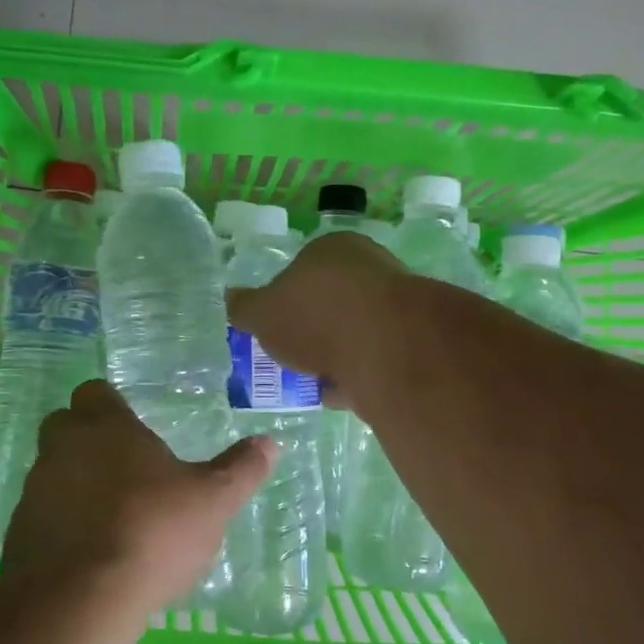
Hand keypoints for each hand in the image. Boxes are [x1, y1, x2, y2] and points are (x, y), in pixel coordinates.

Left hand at [2, 381, 275, 612]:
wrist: (79, 600)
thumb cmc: (152, 532)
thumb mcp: (213, 501)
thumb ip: (241, 470)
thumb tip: (271, 443)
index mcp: (106, 427)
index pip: (95, 392)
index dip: (112, 405)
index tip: (133, 427)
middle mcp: (62, 448)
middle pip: (65, 426)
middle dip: (87, 440)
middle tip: (123, 468)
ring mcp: (34, 491)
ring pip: (51, 472)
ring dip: (74, 485)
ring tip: (110, 517)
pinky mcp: (17, 534)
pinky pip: (41, 517)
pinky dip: (60, 525)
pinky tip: (88, 554)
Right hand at [225, 232, 408, 406]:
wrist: (384, 347)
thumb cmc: (315, 315)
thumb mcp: (261, 313)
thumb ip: (245, 308)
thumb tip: (231, 300)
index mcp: (333, 248)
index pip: (303, 269)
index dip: (286, 299)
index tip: (275, 328)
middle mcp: (370, 267)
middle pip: (332, 301)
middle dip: (313, 330)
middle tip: (292, 356)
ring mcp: (396, 305)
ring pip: (356, 332)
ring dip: (335, 355)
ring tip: (312, 382)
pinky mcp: (411, 342)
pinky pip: (374, 360)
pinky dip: (356, 376)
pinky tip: (338, 395)